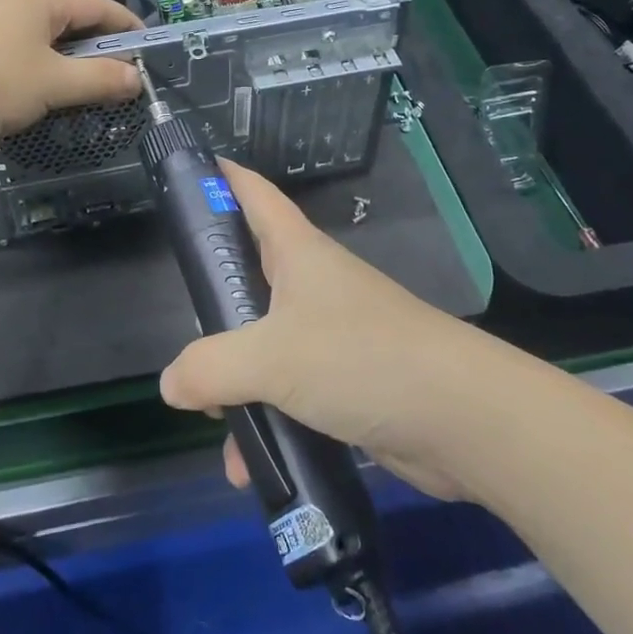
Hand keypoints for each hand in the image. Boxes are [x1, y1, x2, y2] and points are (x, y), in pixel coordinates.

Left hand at [0, 0, 143, 148]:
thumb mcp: (54, 85)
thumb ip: (100, 79)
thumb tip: (136, 78)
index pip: (95, 5)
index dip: (124, 26)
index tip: (144, 45)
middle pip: (60, 14)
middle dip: (87, 41)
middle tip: (106, 69)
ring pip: (24, 26)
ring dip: (49, 49)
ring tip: (58, 77)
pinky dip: (14, 54)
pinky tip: (7, 79)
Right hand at [158, 160, 476, 501]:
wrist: (460, 418)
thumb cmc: (359, 358)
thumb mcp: (271, 358)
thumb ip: (211, 368)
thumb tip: (172, 384)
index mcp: (298, 252)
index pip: (256, 195)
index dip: (223, 177)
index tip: (189, 170)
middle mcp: (314, 285)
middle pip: (251, 274)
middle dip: (215, 304)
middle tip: (185, 330)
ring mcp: (333, 333)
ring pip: (267, 344)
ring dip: (237, 381)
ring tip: (215, 421)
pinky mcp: (348, 381)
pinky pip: (292, 391)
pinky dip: (268, 418)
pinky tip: (248, 462)